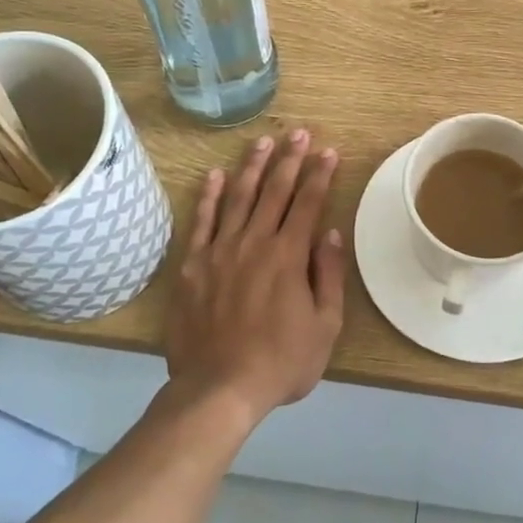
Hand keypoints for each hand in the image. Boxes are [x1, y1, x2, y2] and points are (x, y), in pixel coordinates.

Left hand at [166, 129, 345, 422]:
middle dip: (290, 159)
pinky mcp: (192, 265)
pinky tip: (214, 175)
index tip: (328, 151)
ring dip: (252, 167)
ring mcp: (219, 251)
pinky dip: (208, 196)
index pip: (308, 203)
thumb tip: (330, 233)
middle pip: (274, 191)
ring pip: (238, 197)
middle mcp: (254, 242)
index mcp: (289, 256)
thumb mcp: (325, 326)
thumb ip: (329, 276)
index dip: (319, 175)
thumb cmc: (281, 361)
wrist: (219, 388)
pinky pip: (202, 221)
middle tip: (299, 133)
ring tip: (263, 142)